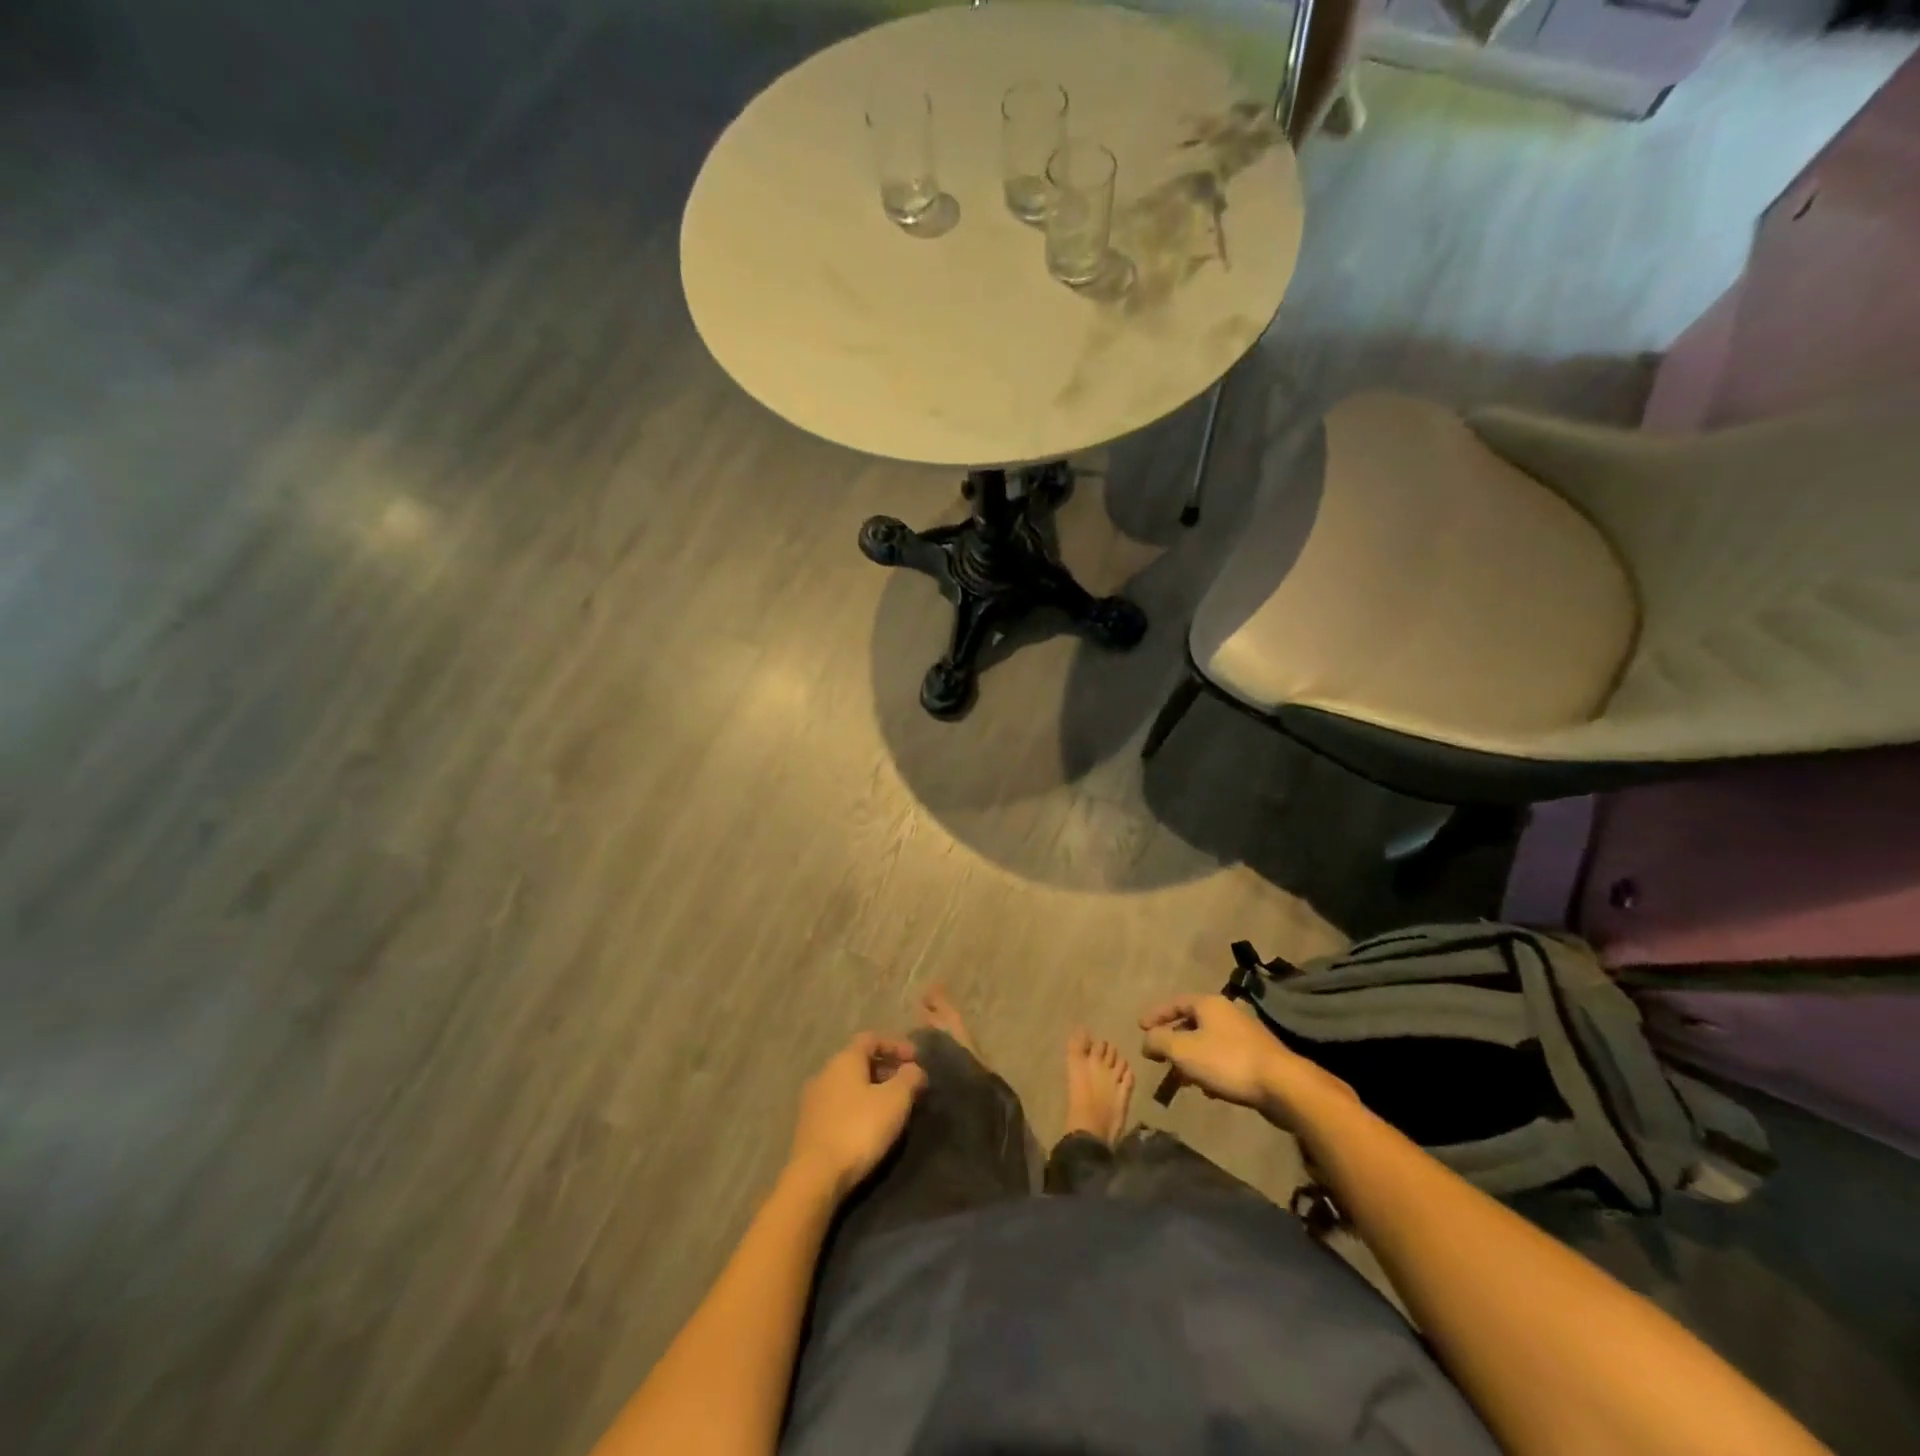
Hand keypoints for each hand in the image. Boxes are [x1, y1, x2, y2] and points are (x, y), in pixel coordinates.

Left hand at [788, 1033, 927, 1200]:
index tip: (916, 1059)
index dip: (896, 1044)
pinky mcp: (809, 1125)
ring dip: (873, 1090)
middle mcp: (825, 1072)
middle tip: (908, 1086)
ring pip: (849, 1084)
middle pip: (860, 1061)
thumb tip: (914, 1069)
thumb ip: (909, 1078)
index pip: (872, 1038)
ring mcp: (813, 1100)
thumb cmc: (859, 1129)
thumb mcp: (895, 1101)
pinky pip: (840, 1105)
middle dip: (887, 1069)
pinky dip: (858, 1107)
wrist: (815, 1177)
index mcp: (844, 1059)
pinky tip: (870, 1126)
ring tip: (893, 1108)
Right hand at [1140, 994, 1345, 1124]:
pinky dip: (1209, 1070)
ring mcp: (1244, 1035)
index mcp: (1208, 1004)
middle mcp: (1227, 1013)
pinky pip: (1223, 1059)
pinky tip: (1208, 1090)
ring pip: (1207, 1043)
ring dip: (1190, 1059)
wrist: (1282, 1085)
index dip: (1155, 1014)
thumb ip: (1159, 1041)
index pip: (1175, 1002)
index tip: (1139, 1028)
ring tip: (1180, 1079)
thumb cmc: (1227, 1061)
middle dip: (1172, 1041)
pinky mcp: (1257, 1057)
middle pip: (1191, 1022)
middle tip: (1158, 1057)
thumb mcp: (1183, 1050)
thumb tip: (1146, 1040)